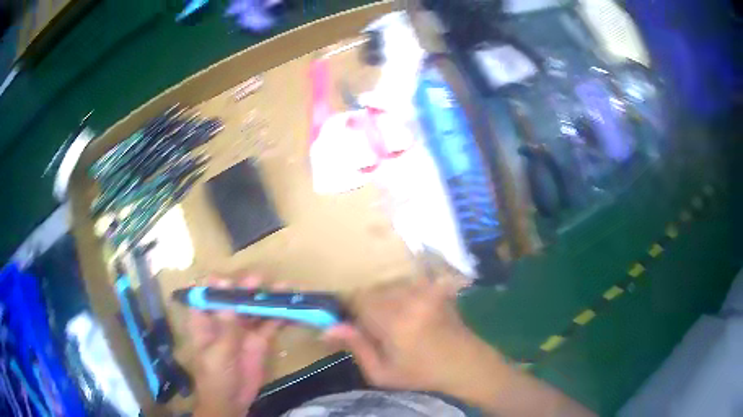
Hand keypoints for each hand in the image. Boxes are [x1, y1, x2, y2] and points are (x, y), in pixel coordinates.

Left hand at [190, 276, 282, 416]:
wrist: (232, 401)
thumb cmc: (215, 377)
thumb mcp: (217, 354)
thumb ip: (225, 329)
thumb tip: (228, 300)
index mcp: (205, 322)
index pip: (206, 297)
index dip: (215, 286)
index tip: (228, 280)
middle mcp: (223, 321)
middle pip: (233, 299)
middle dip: (244, 287)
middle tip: (257, 279)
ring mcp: (242, 331)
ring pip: (253, 309)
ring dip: (264, 298)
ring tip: (280, 287)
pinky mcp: (259, 341)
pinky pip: (269, 325)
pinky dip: (278, 315)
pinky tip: (289, 307)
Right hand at [324, 277, 506, 396]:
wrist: (465, 363)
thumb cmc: (421, 374)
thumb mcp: (382, 373)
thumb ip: (356, 348)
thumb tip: (327, 328)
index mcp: (394, 321)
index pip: (356, 298)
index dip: (346, 306)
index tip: (348, 319)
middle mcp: (409, 298)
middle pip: (371, 287)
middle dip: (364, 302)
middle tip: (370, 324)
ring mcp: (424, 289)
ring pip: (387, 282)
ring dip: (381, 296)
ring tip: (389, 318)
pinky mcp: (433, 287)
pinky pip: (405, 279)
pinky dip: (397, 290)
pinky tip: (404, 308)